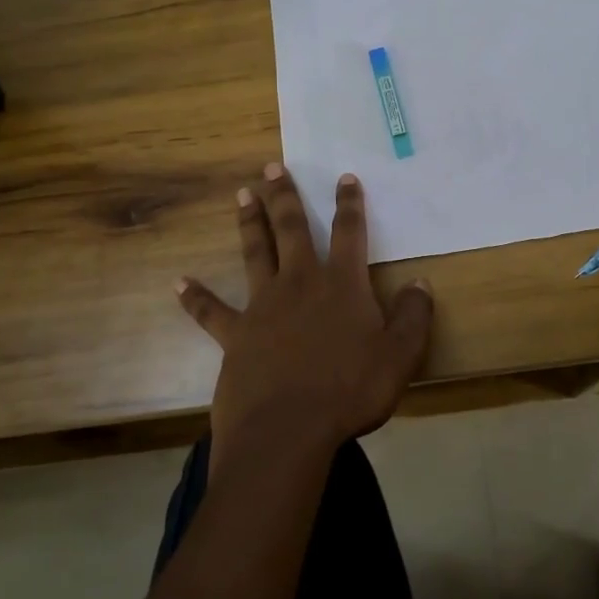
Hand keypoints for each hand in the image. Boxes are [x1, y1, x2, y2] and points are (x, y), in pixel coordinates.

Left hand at [176, 164, 433, 470]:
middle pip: (292, 229)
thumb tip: (420, 283)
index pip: (348, 232)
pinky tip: (178, 282)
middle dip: (285, 196)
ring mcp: (263, 306)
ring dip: (250, 223)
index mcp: (341, 284)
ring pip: (255, 253)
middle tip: (272, 167)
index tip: (345, 178)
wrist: (288, 431)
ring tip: (242, 195)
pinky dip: (195, 297)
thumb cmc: (350, 391)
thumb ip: (413, 316)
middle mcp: (300, 283)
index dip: (349, 203)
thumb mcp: (400, 356)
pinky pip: (210, 311)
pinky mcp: (235, 335)